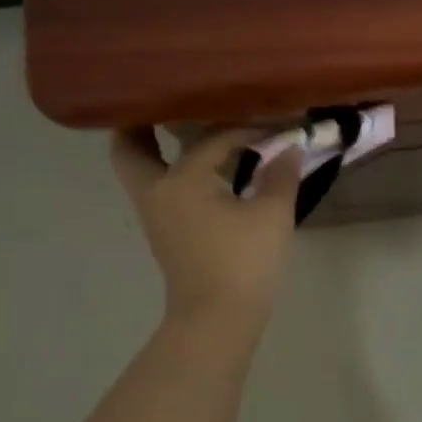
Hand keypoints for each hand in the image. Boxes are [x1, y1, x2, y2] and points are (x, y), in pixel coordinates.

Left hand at [110, 127, 303, 329]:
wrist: (217, 319)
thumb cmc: (244, 262)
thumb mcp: (272, 215)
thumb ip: (281, 175)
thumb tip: (290, 148)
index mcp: (181, 179)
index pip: (213, 139)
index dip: (246, 130)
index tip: (275, 129)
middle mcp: (157, 190)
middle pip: (130, 147)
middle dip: (142, 123)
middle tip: (166, 103)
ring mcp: (155, 213)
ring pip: (140, 169)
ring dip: (155, 148)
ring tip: (183, 129)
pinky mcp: (163, 232)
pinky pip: (156, 187)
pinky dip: (170, 170)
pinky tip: (204, 170)